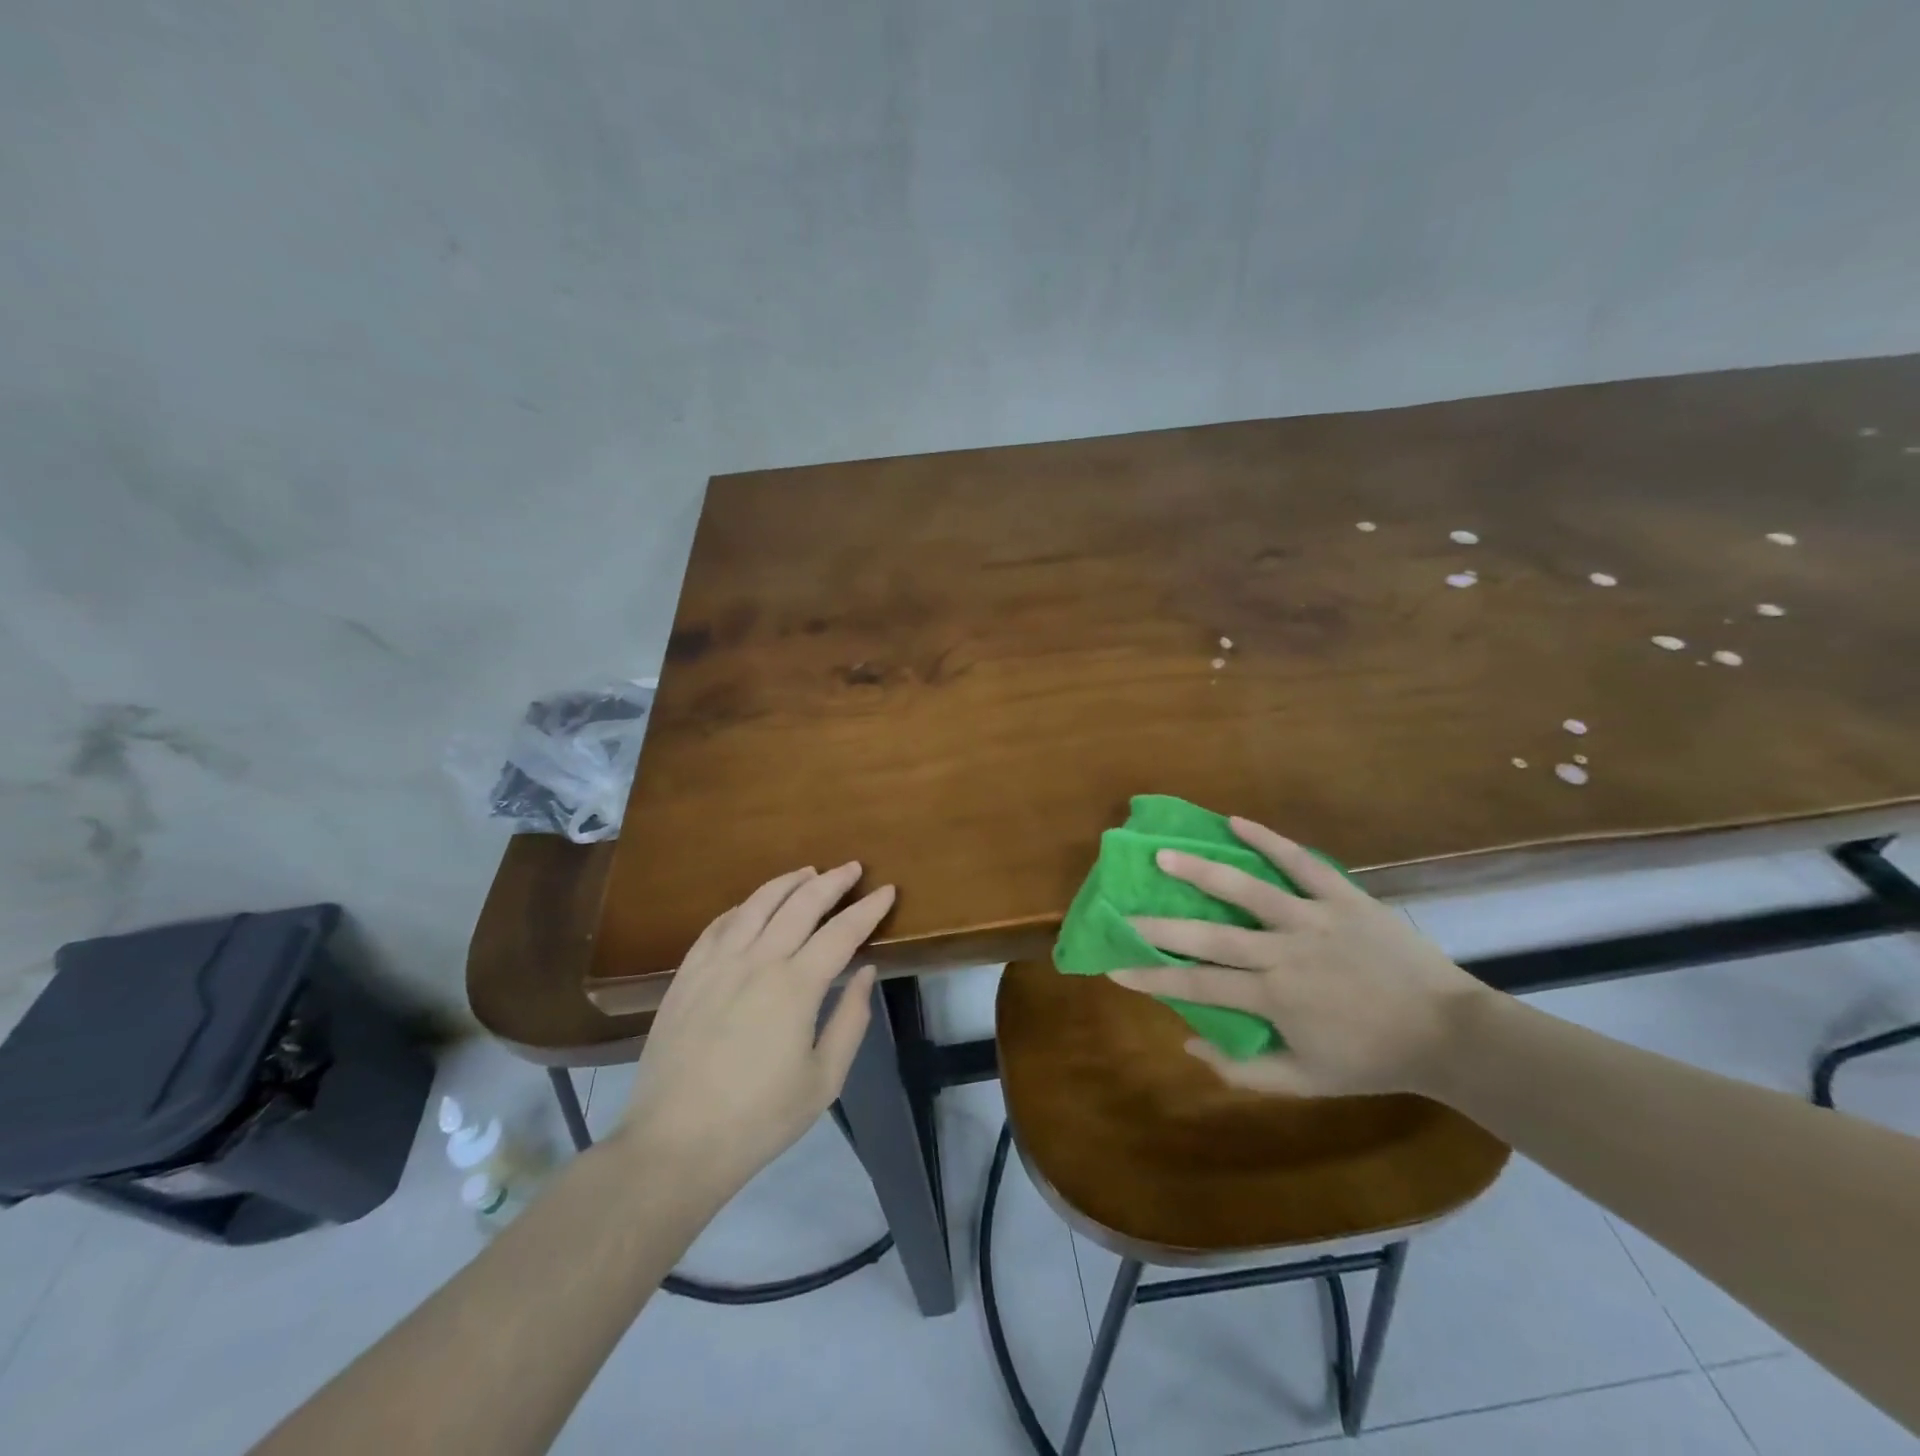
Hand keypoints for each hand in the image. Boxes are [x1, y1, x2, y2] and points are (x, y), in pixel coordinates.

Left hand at [616, 863, 893, 1193]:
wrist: (675, 1143)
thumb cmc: (759, 1118)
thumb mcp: (823, 1080)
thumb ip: (850, 1020)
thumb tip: (866, 973)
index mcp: (796, 986)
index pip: (842, 932)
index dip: (868, 909)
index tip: (887, 891)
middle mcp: (757, 961)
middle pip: (801, 904)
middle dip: (832, 881)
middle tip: (853, 868)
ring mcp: (717, 964)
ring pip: (757, 904)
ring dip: (787, 882)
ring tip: (808, 871)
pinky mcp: (687, 976)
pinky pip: (718, 925)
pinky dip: (743, 906)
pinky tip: (752, 905)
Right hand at [1108, 819, 1487, 1096]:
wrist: (1449, 1034)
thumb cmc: (1373, 1059)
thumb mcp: (1306, 1081)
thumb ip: (1244, 1070)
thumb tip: (1188, 1043)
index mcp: (1272, 996)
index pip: (1197, 983)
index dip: (1153, 975)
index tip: (1116, 967)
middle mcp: (1283, 951)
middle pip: (1209, 934)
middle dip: (1160, 924)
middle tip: (1123, 910)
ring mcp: (1312, 918)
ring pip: (1246, 889)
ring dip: (1200, 869)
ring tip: (1163, 852)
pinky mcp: (1342, 897)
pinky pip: (1301, 862)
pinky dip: (1268, 840)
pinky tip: (1235, 821)